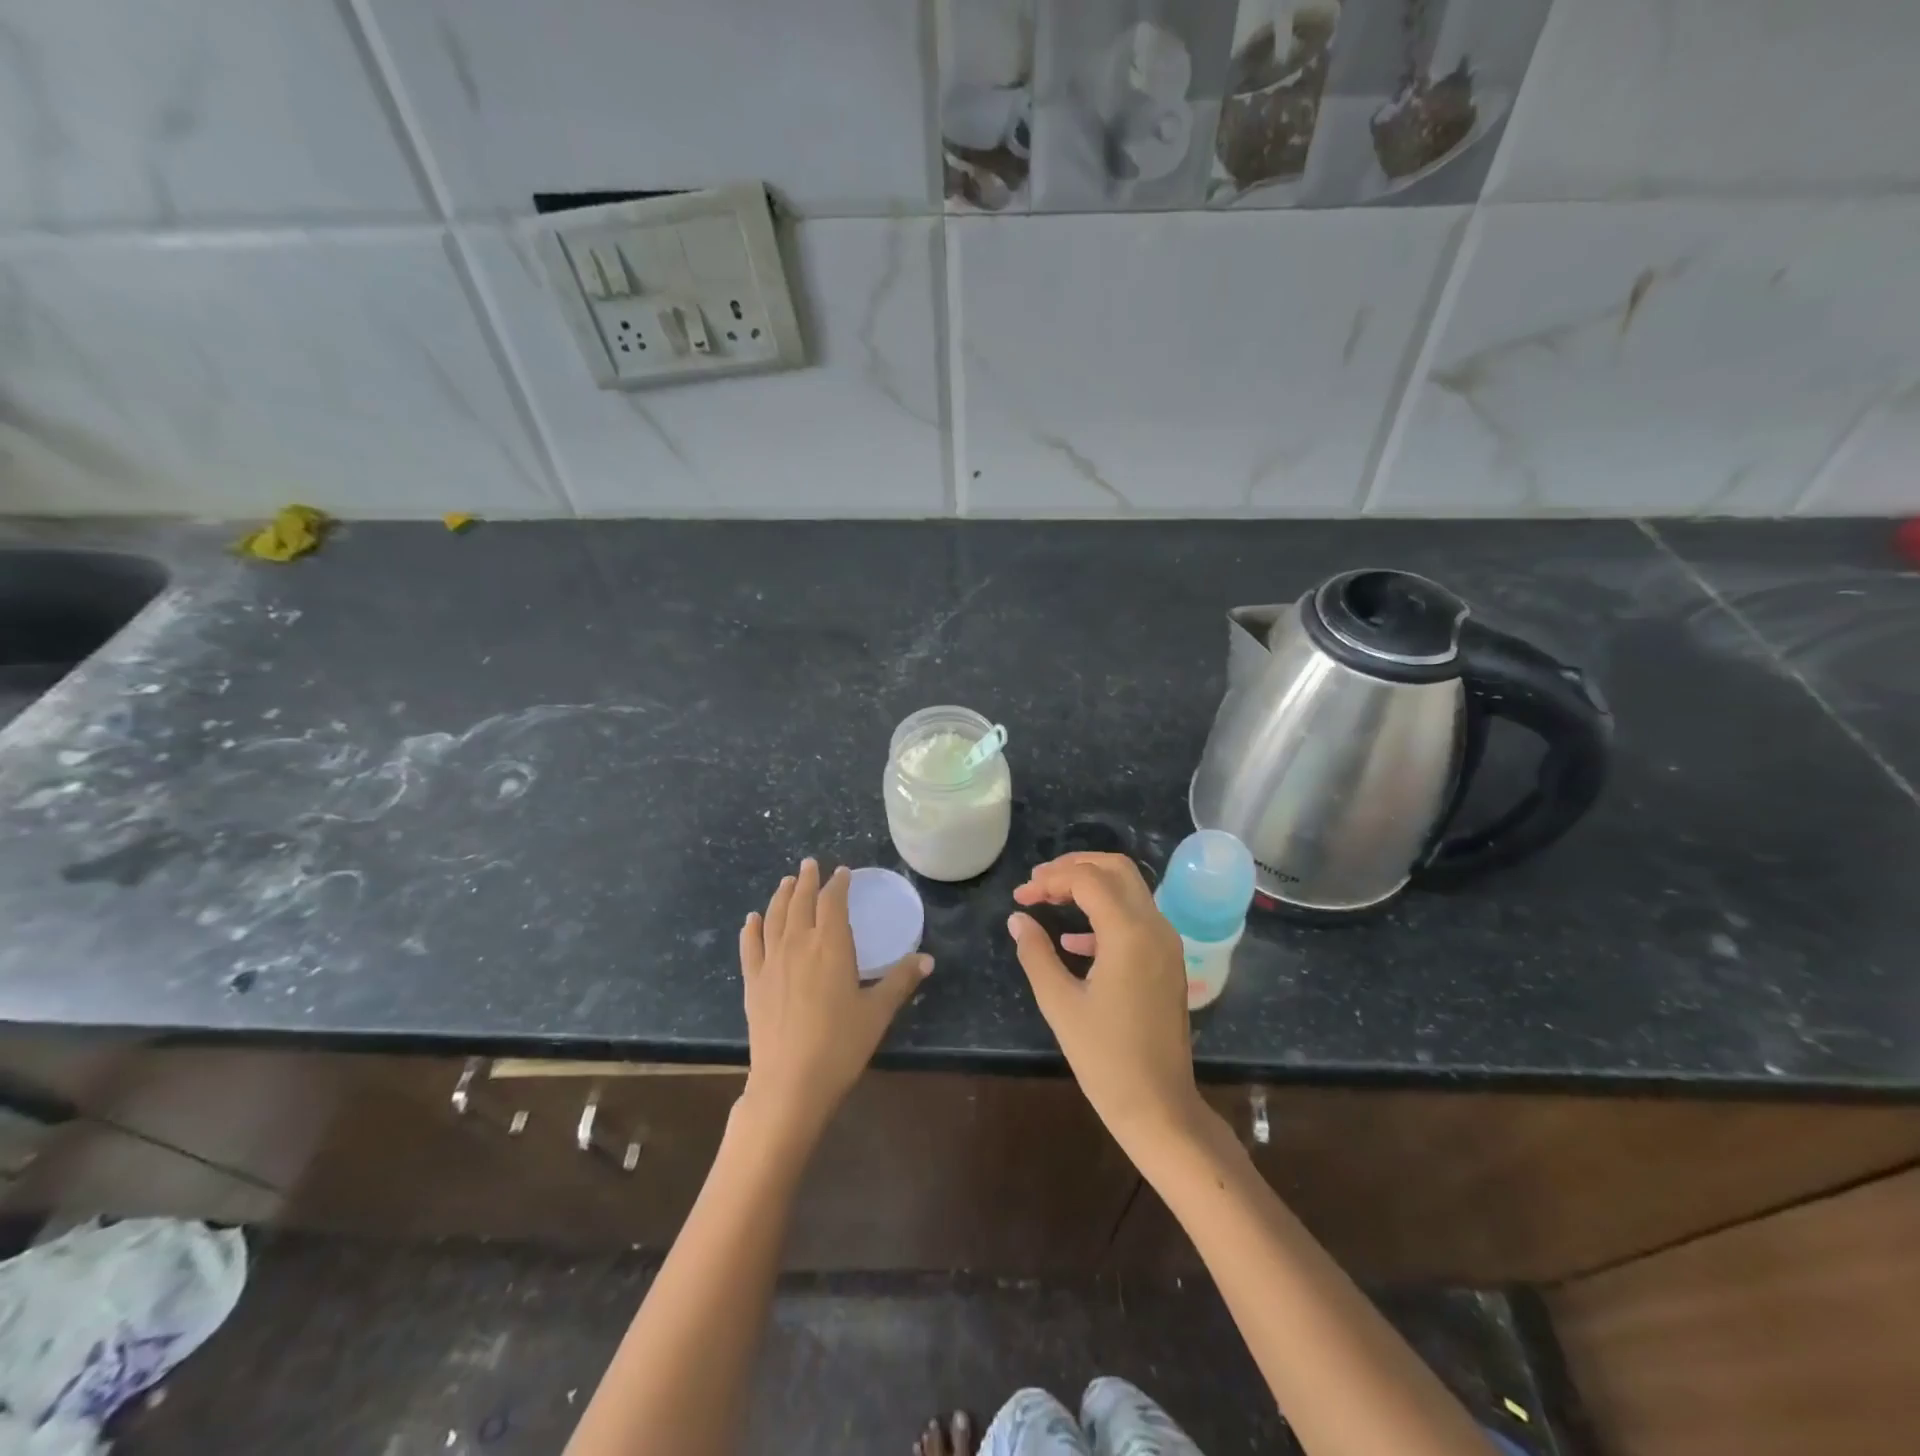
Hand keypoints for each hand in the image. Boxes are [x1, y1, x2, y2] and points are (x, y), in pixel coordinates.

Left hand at [739, 859, 930, 1142]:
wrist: (790, 1083)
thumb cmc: (840, 1045)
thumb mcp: (878, 1012)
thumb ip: (901, 980)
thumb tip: (927, 959)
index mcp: (831, 945)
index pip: (833, 902)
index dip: (838, 884)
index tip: (843, 872)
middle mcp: (798, 944)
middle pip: (801, 902)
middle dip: (807, 880)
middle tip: (810, 864)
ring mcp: (771, 962)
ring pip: (775, 917)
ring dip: (781, 896)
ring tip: (787, 882)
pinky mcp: (753, 983)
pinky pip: (750, 946)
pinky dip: (752, 928)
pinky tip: (752, 919)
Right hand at [1008, 853, 1204, 1153]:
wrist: (1159, 1107)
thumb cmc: (1105, 1059)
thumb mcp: (1060, 1004)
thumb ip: (1035, 953)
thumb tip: (1017, 919)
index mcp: (1129, 933)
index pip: (1087, 879)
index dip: (1049, 880)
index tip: (1020, 897)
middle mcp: (1155, 927)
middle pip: (1115, 868)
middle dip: (1074, 867)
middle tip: (1038, 883)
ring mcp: (1167, 943)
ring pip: (1129, 889)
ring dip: (1090, 885)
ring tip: (1049, 899)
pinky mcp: (1167, 961)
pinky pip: (1136, 917)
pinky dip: (1105, 912)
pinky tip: (1073, 940)